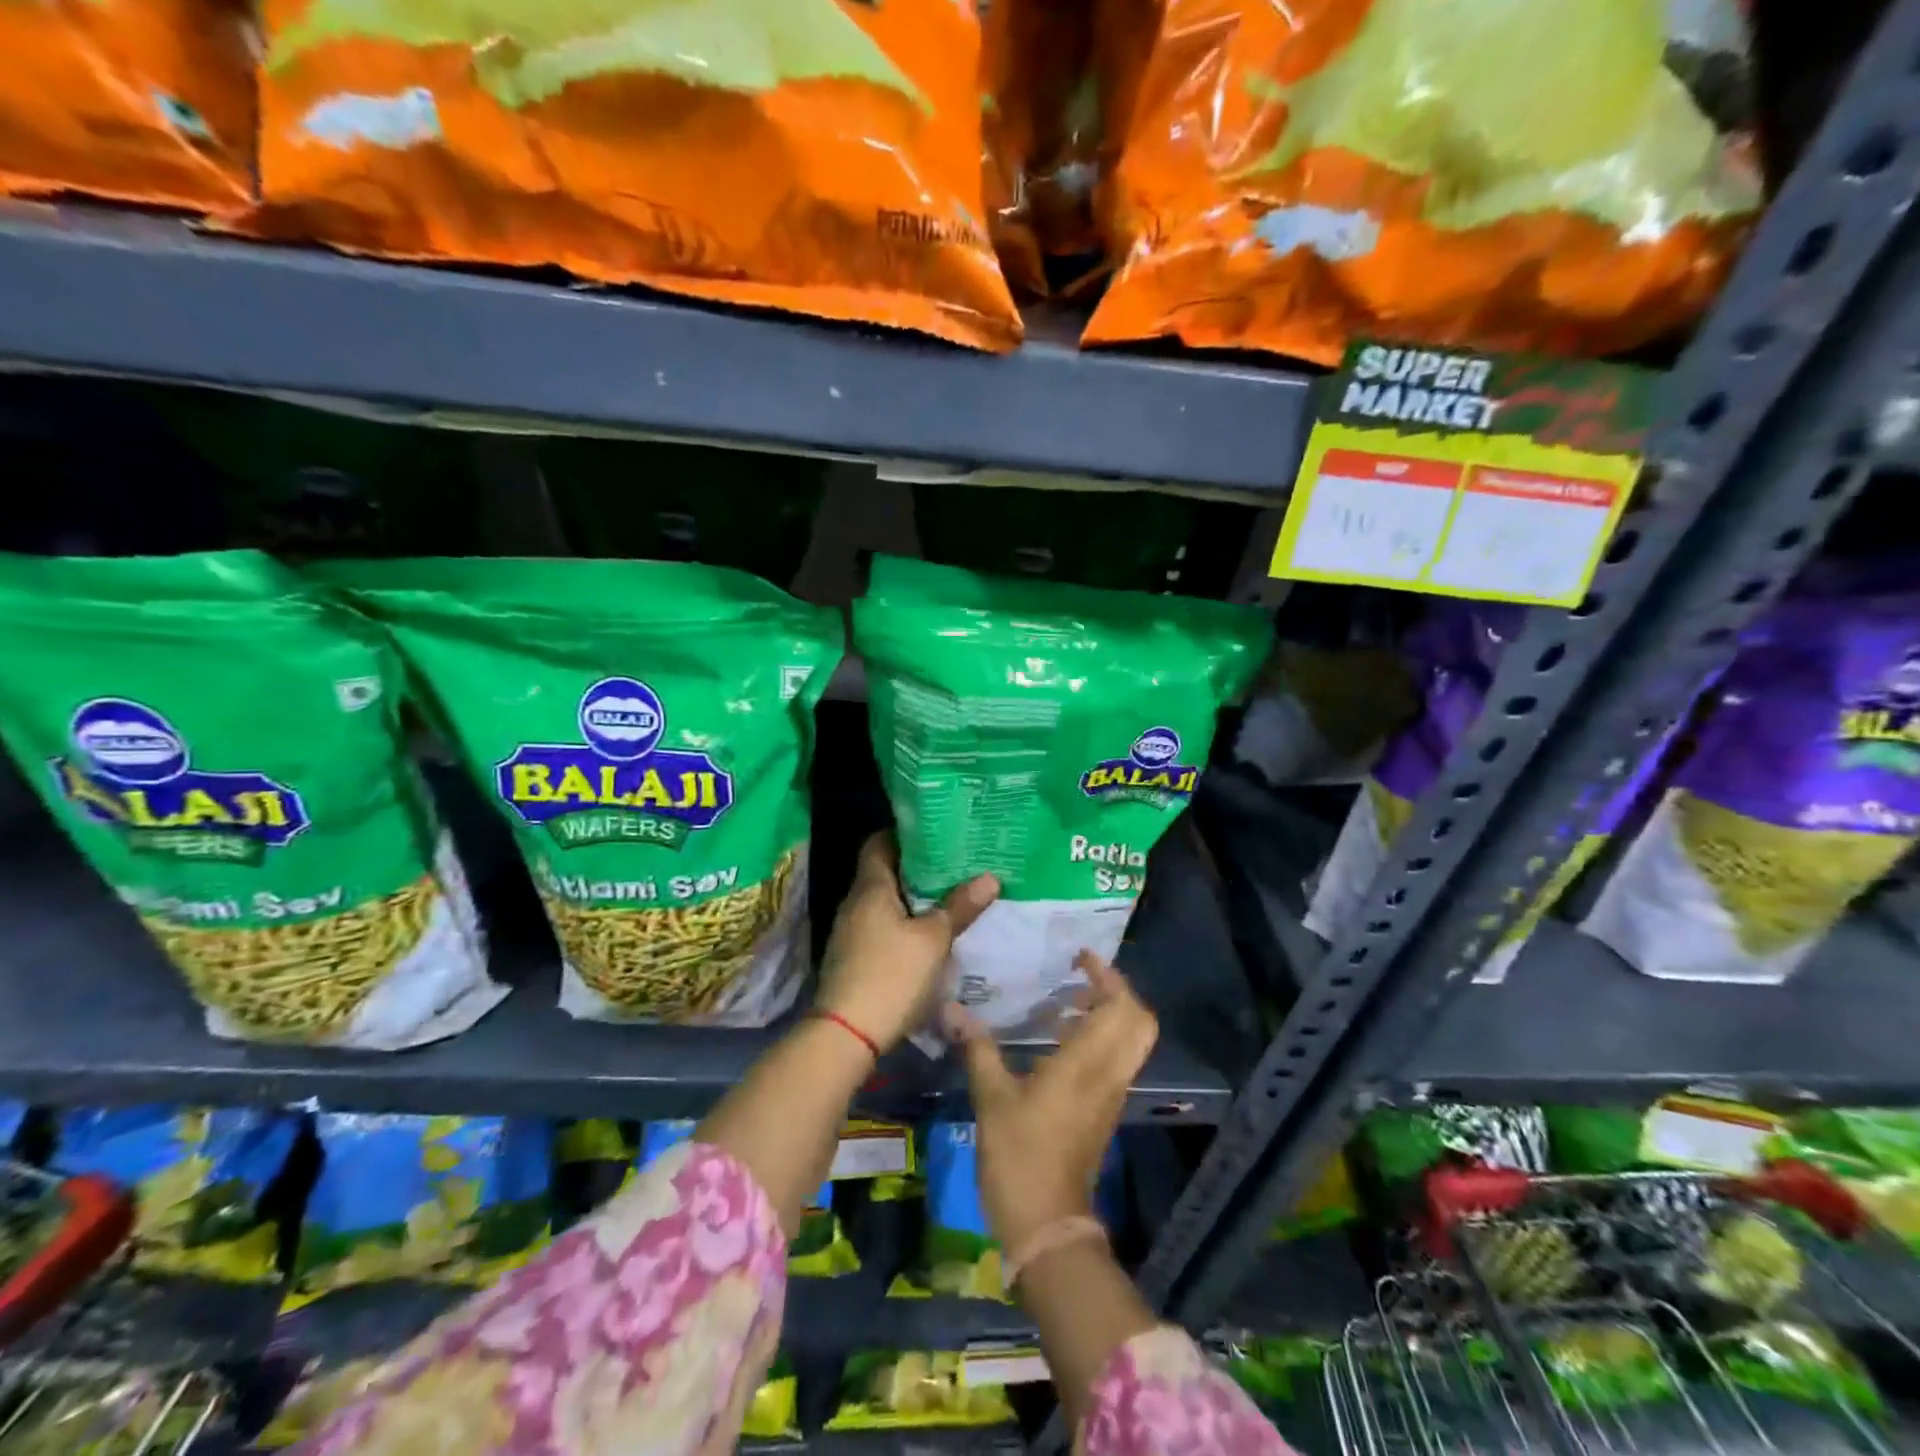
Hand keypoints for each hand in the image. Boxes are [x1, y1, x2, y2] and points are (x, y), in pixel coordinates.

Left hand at [816, 831, 998, 1053]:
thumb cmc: (891, 975)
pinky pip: (880, 926)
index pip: (879, 843)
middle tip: (953, 863)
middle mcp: (855, 902)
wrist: (846, 1034)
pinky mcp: (853, 957)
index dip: (904, 834)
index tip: (935, 833)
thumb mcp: (933, 940)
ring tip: (947, 895)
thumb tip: (989, 877)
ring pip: (884, 902)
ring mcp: (850, 931)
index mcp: (870, 887)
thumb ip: (959, 907)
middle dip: (916, 868)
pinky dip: (903, 922)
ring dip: (911, 898)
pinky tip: (927, 933)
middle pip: (883, 872)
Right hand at [950, 951, 1157, 1259]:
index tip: (1081, 958)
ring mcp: (1111, 1094)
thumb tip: (953, 1008)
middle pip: (1138, 1021)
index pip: (1121, 1007)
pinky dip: (1100, 1038)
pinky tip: (1058, 1040)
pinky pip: (1116, 1060)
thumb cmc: (1020, 1156)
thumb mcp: (992, 1098)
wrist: (1047, 1225)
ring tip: (1064, 1002)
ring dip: (1108, 1014)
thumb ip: (978, 1048)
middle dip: (1117, 992)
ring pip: (1130, 1041)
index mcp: (1087, 1064)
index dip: (1108, 976)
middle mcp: (1109, 1073)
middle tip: (1081, 978)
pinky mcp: (1104, 1111)